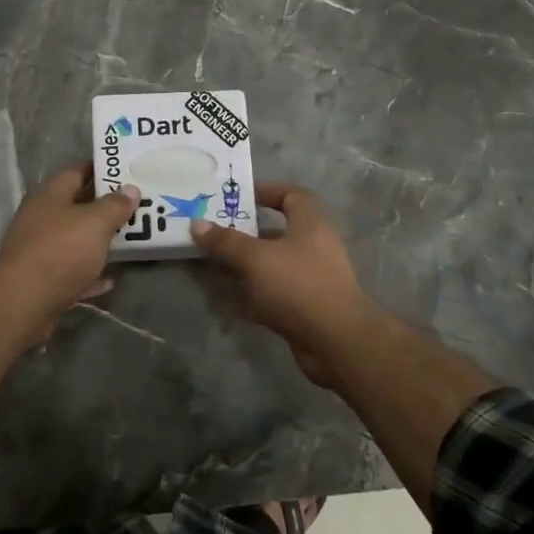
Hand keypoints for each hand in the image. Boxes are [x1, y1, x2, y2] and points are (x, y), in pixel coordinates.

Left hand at [0, 163, 140, 333]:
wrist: (23, 303)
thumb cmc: (61, 251)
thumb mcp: (95, 222)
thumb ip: (115, 205)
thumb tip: (131, 189)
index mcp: (50, 195)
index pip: (77, 171)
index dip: (101, 169)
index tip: (127, 172)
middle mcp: (41, 218)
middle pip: (76, 206)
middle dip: (104, 206)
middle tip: (136, 206)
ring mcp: (40, 250)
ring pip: (74, 239)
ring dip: (98, 241)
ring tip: (129, 239)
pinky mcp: (42, 280)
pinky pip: (72, 271)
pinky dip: (90, 273)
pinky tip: (110, 280)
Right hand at [192, 183, 379, 386]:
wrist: (336, 341)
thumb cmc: (298, 285)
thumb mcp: (255, 258)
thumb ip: (225, 241)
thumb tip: (197, 223)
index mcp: (310, 223)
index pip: (291, 195)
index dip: (266, 191)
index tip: (238, 197)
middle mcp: (313, 246)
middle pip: (276, 232)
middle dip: (245, 233)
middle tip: (214, 232)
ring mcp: (310, 279)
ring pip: (271, 264)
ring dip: (244, 265)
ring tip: (211, 263)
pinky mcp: (304, 307)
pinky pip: (272, 293)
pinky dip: (250, 293)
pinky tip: (224, 297)